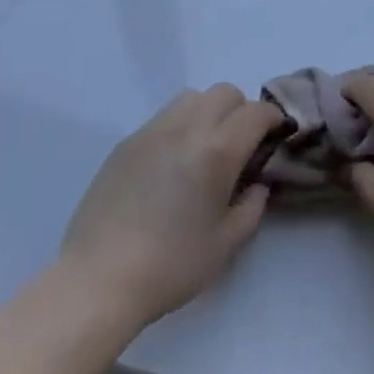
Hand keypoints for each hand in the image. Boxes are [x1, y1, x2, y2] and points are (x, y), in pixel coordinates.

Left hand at [57, 85, 283, 328]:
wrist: (97, 281)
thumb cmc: (170, 266)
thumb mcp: (225, 245)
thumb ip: (251, 207)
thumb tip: (257, 184)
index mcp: (217, 150)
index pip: (256, 112)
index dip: (273, 119)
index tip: (276, 137)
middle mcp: (187, 128)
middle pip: (225, 93)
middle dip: (241, 111)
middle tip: (240, 145)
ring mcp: (153, 131)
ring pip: (193, 97)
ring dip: (208, 111)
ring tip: (204, 147)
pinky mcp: (127, 142)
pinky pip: (164, 117)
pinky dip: (180, 126)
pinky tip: (172, 163)